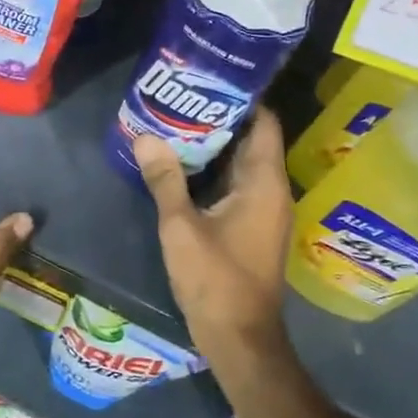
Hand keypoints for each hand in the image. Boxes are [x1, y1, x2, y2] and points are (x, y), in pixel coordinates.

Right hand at [133, 108, 294, 367]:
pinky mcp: (253, 226)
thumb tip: (145, 136)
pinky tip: (183, 163)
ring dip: (215, 144)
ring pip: (242, 163)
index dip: (241, 97)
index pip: (263, 123)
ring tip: (177, 120)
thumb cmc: (216, 280)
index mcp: (264, 183)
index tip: (209, 78)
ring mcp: (264, 210)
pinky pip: (237, 184)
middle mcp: (272, 190)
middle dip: (220, 117)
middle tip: (182, 95)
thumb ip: (165, 179)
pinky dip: (215, 169)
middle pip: (252, 139)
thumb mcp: (181, 227)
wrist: (239, 339)